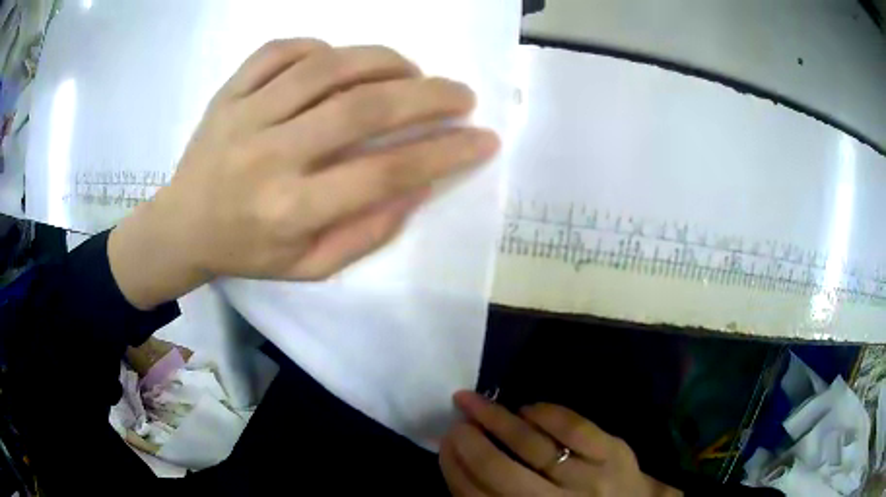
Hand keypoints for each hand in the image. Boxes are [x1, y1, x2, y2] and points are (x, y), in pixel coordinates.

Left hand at [109, 39, 498, 308]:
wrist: (180, 228)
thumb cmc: (246, 252)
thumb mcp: (309, 267)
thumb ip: (366, 233)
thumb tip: (418, 186)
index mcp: (292, 210)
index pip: (384, 172)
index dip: (445, 153)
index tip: (484, 139)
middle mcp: (269, 157)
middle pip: (362, 109)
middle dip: (427, 96)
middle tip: (462, 95)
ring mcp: (244, 116)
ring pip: (325, 68)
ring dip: (382, 61)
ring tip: (411, 71)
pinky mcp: (227, 92)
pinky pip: (278, 50)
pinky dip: (319, 46)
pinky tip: (339, 61)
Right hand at [440, 391, 681, 496]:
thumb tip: (462, 466)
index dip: (454, 468)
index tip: (444, 444)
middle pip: (500, 471)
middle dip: (470, 442)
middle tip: (456, 421)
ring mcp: (588, 478)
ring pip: (533, 445)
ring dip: (498, 420)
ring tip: (476, 402)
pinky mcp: (614, 452)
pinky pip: (574, 428)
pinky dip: (546, 413)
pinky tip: (527, 408)